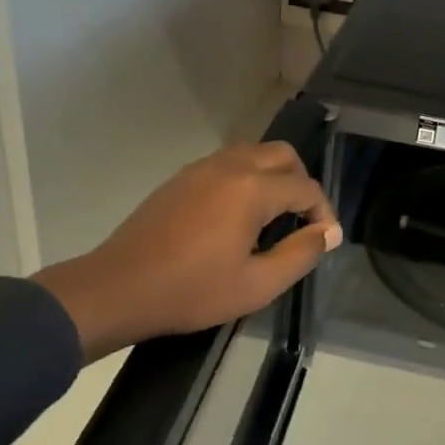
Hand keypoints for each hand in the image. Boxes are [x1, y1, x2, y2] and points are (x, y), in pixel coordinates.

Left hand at [32, 142, 342, 363]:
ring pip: (254, 153)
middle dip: (302, 183)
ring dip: (274, 175)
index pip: (305, 188)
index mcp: (252, 189)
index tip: (325, 240)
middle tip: (302, 220)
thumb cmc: (192, 291)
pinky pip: (228, 162)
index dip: (323, 213)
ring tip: (274, 215)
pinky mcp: (182, 177)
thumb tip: (326, 233)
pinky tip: (239, 213)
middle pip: (283, 155)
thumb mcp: (257, 285)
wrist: (118, 288)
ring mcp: (202, 167)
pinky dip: (247, 176)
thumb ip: (300, 254)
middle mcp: (230, 166)